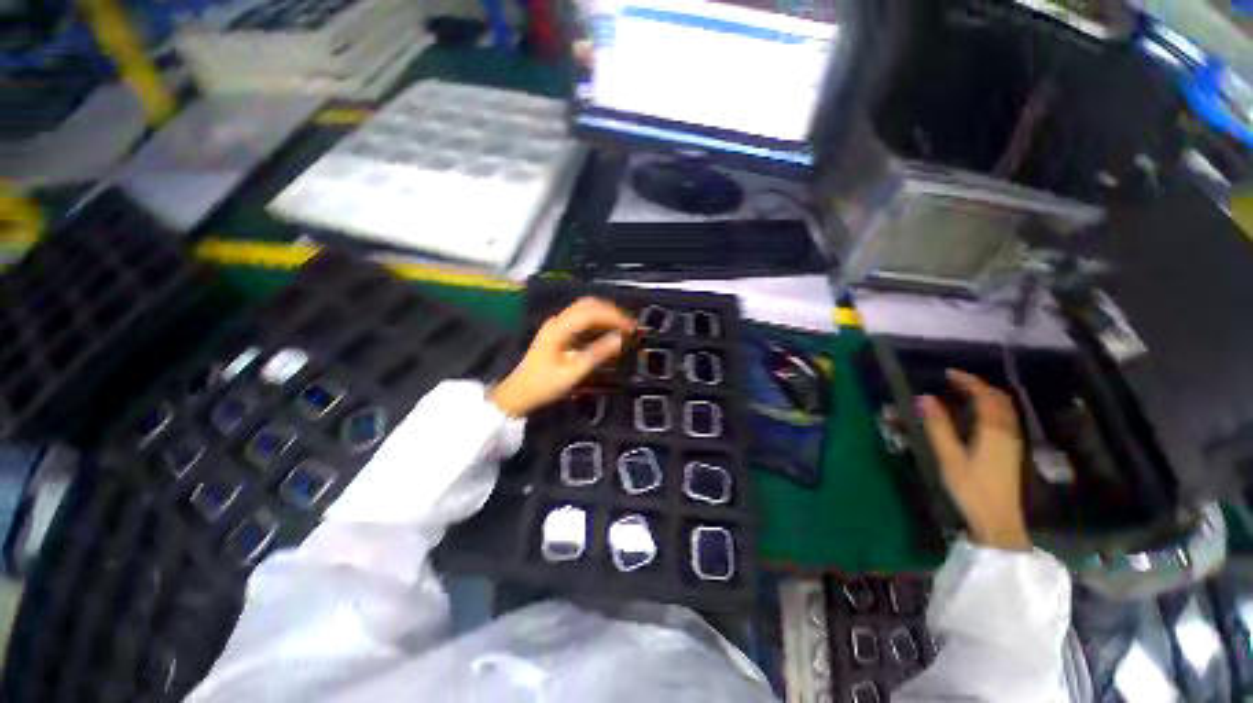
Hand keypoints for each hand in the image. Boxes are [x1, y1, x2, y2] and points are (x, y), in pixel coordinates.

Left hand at [490, 298, 634, 416]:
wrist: (518, 393)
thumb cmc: (544, 385)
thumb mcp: (573, 372)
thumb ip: (597, 353)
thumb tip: (620, 339)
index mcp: (560, 329)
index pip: (591, 312)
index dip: (614, 316)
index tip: (631, 328)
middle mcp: (557, 321)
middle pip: (588, 305)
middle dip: (611, 312)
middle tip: (629, 326)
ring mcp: (556, 325)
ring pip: (584, 309)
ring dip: (605, 314)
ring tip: (622, 327)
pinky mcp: (558, 331)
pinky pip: (580, 318)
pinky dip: (597, 321)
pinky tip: (606, 330)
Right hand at [918, 370, 1029, 550]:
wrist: (998, 521)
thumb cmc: (971, 488)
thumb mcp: (949, 457)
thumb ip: (938, 427)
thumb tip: (925, 398)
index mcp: (992, 430)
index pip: (984, 396)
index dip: (968, 381)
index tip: (948, 373)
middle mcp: (1007, 431)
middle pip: (1000, 399)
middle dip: (980, 385)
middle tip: (956, 381)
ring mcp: (1013, 442)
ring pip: (1006, 409)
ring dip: (988, 396)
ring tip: (965, 393)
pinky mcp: (1012, 451)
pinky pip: (1006, 419)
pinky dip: (993, 408)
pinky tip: (979, 415)